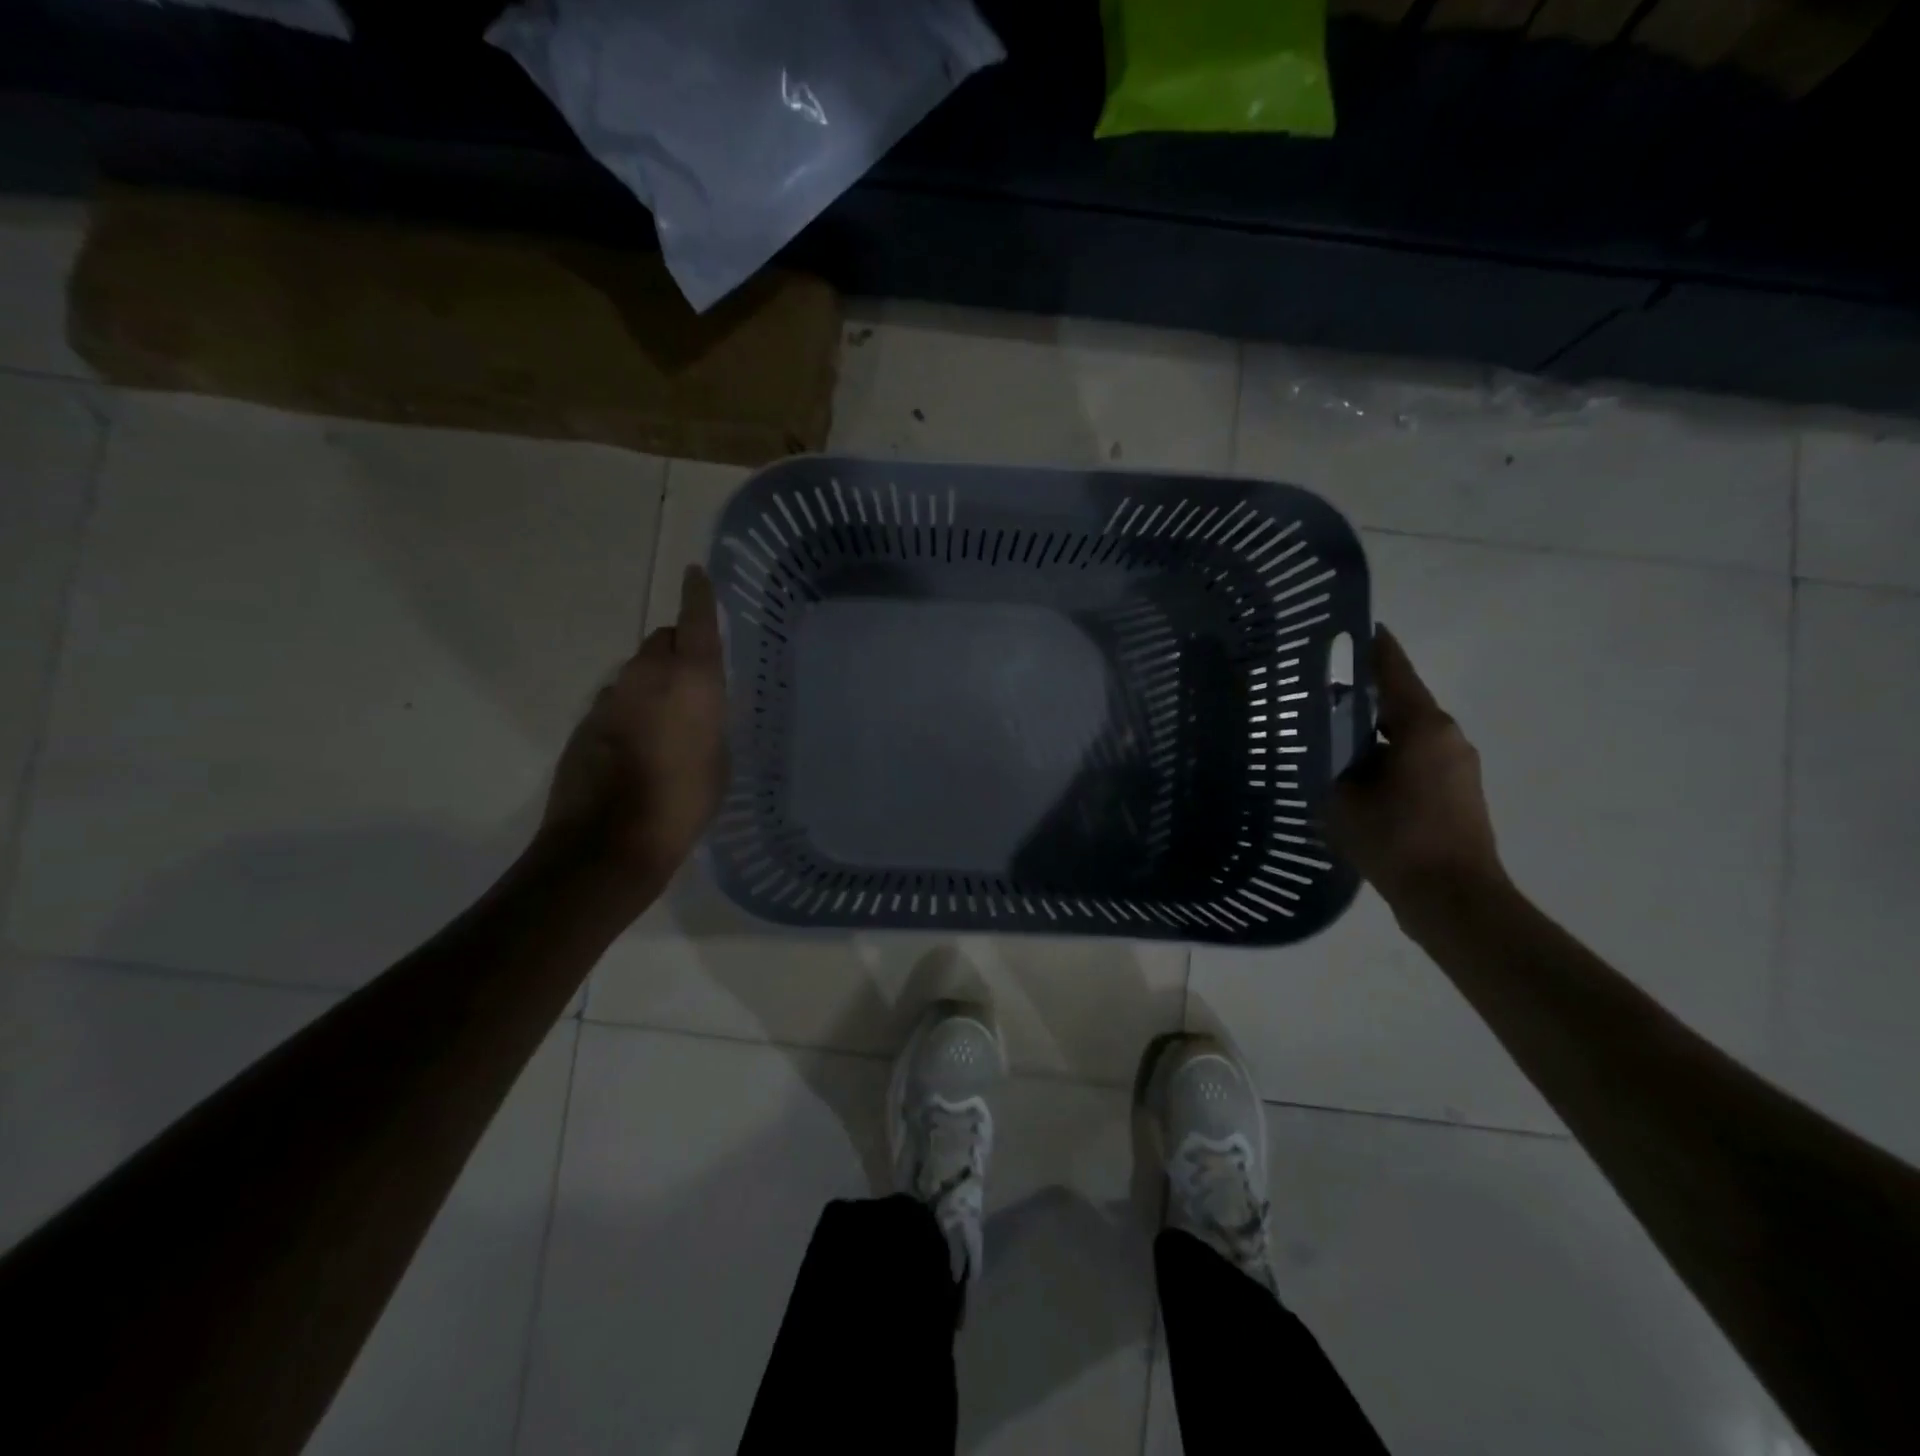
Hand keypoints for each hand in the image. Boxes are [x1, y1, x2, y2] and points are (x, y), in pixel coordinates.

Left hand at [540, 566, 729, 889]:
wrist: (608, 843)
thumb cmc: (683, 803)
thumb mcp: (718, 761)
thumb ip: (709, 720)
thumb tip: (695, 708)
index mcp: (691, 682)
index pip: (695, 622)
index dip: (698, 596)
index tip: (696, 574)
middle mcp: (647, 677)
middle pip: (662, 641)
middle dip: (678, 648)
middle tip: (694, 678)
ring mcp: (610, 698)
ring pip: (637, 671)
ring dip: (653, 682)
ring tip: (669, 720)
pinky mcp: (585, 722)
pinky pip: (617, 700)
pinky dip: (631, 709)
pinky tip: (640, 745)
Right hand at [1327, 626, 1506, 915]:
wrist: (1453, 899)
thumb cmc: (1395, 840)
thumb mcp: (1341, 797)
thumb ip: (1330, 762)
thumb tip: (1324, 744)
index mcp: (1423, 728)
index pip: (1395, 672)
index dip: (1374, 648)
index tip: (1356, 626)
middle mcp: (1447, 737)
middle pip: (1400, 702)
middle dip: (1365, 695)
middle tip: (1321, 689)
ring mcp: (1457, 767)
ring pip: (1407, 734)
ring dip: (1374, 731)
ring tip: (1331, 734)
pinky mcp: (1458, 793)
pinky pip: (1415, 759)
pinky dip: (1386, 756)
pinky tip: (1355, 772)